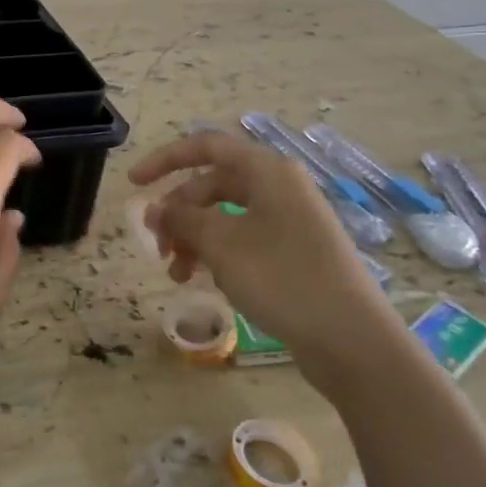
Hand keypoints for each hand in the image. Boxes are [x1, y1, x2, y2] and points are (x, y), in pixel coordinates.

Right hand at [130, 130, 403, 391]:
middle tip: (157, 245)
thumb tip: (153, 209)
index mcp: (266, 171)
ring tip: (176, 273)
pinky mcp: (294, 252)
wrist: (352, 339)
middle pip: (212, 185)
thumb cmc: (282, 278)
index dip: (164, 160)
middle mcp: (279, 187)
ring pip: (225, 216)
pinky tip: (204, 281)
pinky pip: (243, 239)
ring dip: (194, 238)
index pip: (205, 146)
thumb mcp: (221, 245)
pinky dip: (217, 254)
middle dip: (178, 212)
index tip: (133, 184)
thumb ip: (181, 220)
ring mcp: (289, 220)